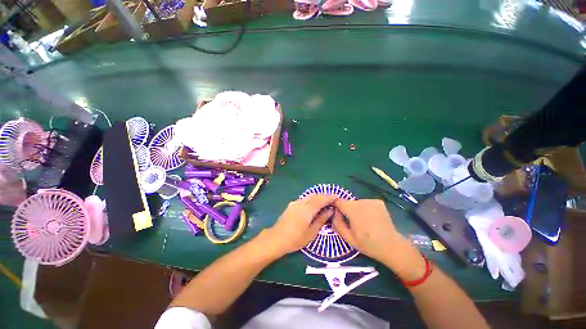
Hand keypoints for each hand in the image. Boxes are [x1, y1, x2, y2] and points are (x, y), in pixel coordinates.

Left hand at [264, 194, 336, 255]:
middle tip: (332, 199)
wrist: (276, 238)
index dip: (329, 197)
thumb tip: (330, 211)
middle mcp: (301, 203)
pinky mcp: (291, 205)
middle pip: (314, 195)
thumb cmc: (295, 239)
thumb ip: (321, 220)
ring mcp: (295, 203)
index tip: (337, 196)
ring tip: (324, 201)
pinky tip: (313, 204)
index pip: (320, 200)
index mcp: (307, 210)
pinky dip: (311, 199)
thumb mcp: (311, 233)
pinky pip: (304, 198)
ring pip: (309, 196)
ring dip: (317, 196)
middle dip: (324, 195)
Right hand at [332, 199, 426, 280]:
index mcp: (353, 210)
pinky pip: (366, 203)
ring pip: (357, 203)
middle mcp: (362, 202)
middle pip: (348, 202)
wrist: (392, 246)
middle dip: (347, 210)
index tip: (337, 214)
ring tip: (363, 221)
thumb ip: (337, 223)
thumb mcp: (348, 237)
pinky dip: (365, 208)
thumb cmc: (368, 244)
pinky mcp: (379, 202)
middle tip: (352, 222)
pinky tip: (371, 218)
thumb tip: (334, 212)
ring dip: (356, 209)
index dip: (336, 206)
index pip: (338, 201)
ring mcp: (372, 201)